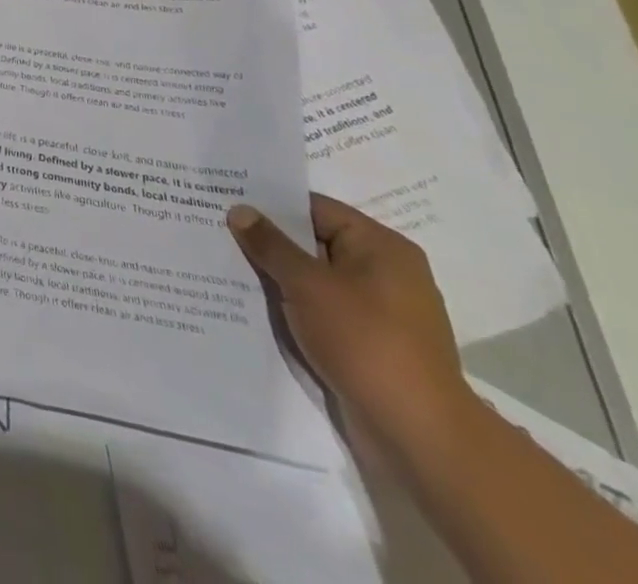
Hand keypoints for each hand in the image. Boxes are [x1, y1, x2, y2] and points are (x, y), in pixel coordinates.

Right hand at [228, 193, 474, 456]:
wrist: (419, 436)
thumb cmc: (364, 342)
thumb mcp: (307, 284)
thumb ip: (270, 244)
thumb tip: (240, 210)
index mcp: (381, 247)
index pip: (314, 208)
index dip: (270, 205)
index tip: (227, 203)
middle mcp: (387, 272)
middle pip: (315, 243)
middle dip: (270, 243)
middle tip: (218, 232)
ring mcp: (382, 312)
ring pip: (316, 280)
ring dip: (279, 278)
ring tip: (228, 268)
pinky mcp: (373, 344)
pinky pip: (324, 312)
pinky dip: (295, 308)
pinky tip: (258, 307)